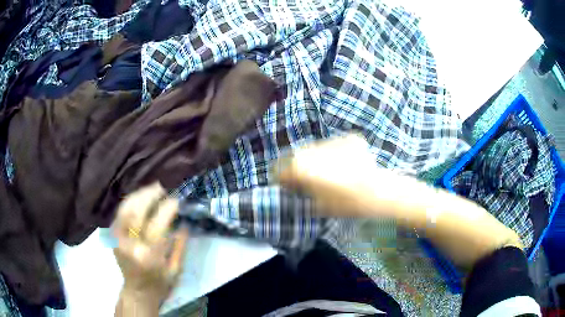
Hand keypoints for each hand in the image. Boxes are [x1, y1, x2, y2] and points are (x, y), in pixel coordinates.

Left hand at [112, 183, 188, 310]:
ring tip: (152, 189)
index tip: (176, 200)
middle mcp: (129, 245)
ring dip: (139, 195)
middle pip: (136, 212)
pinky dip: (131, 201)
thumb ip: (180, 246)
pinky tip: (141, 197)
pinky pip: (121, 211)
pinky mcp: (112, 234)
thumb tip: (184, 222)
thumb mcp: (175, 270)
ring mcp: (117, 238)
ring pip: (125, 208)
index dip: (166, 209)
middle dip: (149, 195)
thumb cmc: (159, 283)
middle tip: (162, 187)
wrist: (137, 291)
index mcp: (147, 257)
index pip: (156, 225)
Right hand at [276, 134, 397, 217]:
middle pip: (298, 155)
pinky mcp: (348, 138)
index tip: (283, 182)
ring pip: (316, 148)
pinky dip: (334, 153)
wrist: (379, 192)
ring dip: (316, 157)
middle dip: (298, 165)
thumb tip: (293, 186)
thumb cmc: (347, 204)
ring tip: (327, 170)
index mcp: (303, 167)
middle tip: (305, 177)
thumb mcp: (318, 205)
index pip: (281, 168)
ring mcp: (333, 141)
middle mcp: (314, 150)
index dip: (280, 176)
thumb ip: (302, 192)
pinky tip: (343, 164)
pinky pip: (335, 145)